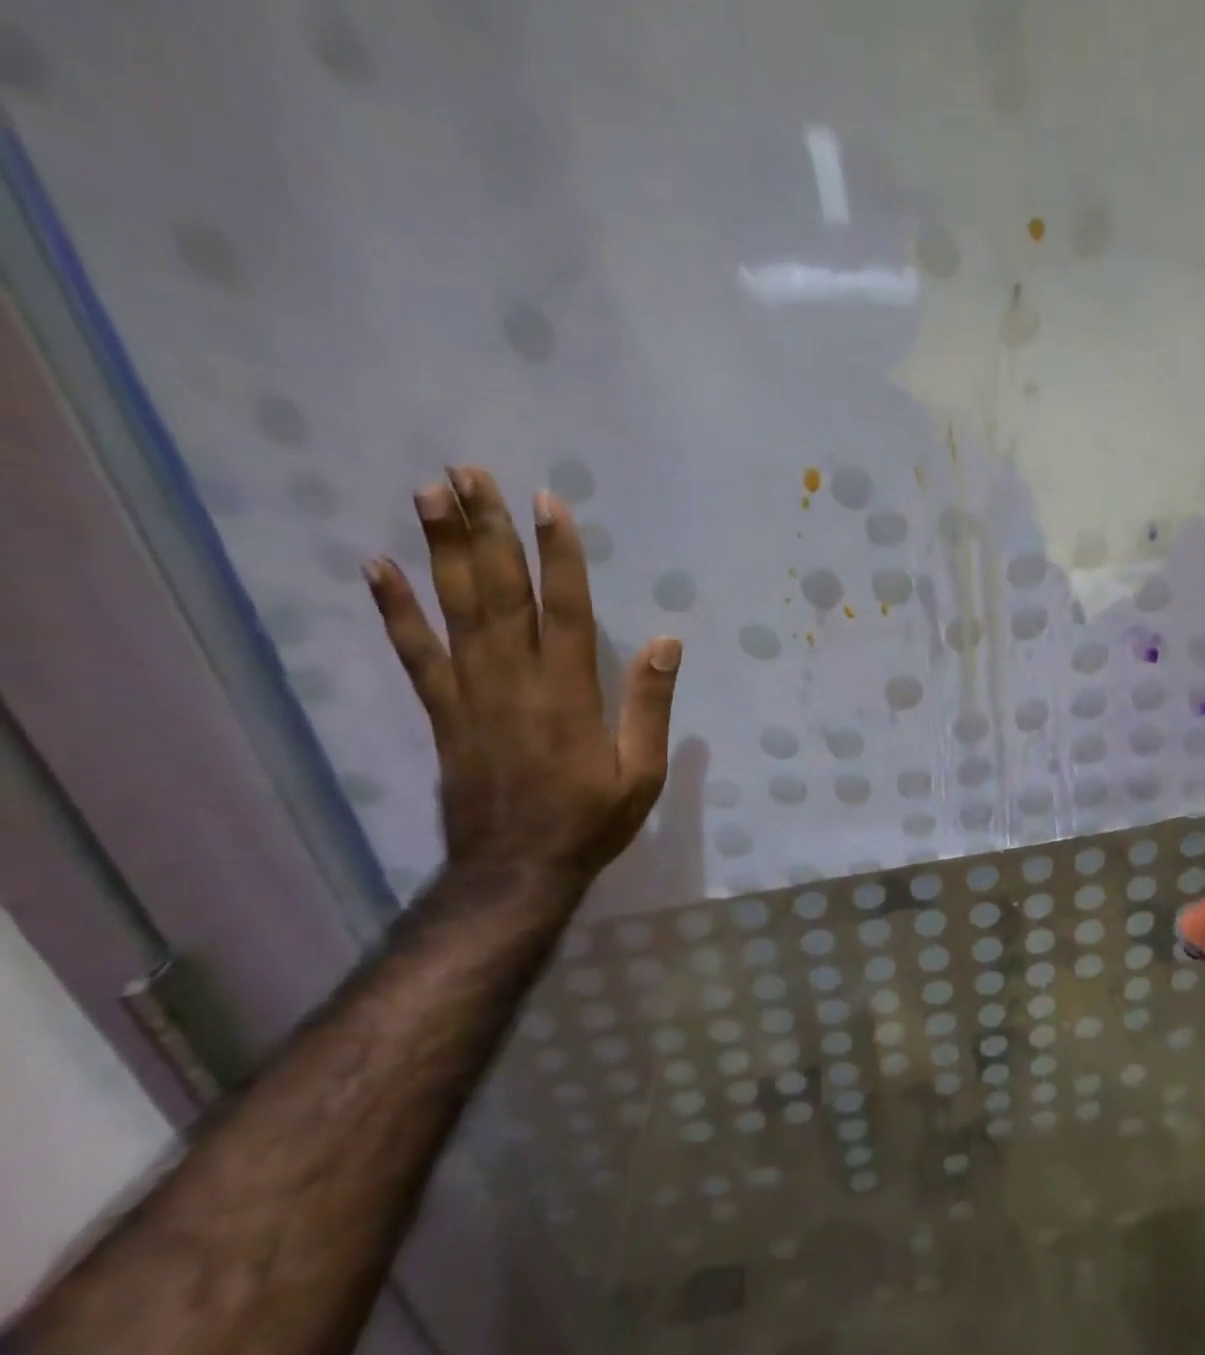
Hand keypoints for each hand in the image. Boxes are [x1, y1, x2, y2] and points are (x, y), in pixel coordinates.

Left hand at [364, 467, 680, 884]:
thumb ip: (651, 705)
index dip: (558, 554)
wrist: (516, 872)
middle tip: (468, 472)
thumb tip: (667, 642)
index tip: (546, 502)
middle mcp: (517, 682)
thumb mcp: (642, 773)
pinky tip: (377, 567)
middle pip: (501, 593)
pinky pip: (415, 654)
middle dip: (487, 530)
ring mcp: (472, 694)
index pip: (565, 608)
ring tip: (428, 494)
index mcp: (570, 694)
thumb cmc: (590, 822)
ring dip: (443, 550)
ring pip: (457, 611)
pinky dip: (395, 610)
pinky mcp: (443, 713)